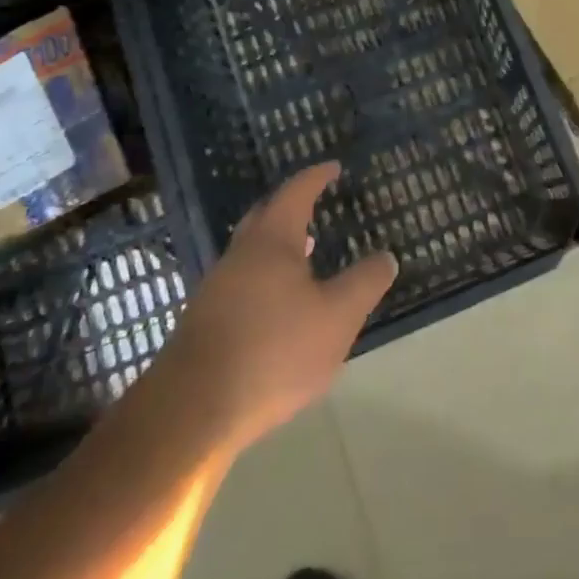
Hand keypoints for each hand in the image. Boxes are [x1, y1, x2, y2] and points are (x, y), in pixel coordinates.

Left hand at [171, 163, 396, 450]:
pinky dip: (264, 279)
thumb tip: (386, 256)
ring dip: (277, 247)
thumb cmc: (273, 351)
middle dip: (290, 207)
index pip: (295, 194)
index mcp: (271, 242)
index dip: (316, 178)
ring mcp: (215, 290)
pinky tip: (279, 307)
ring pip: (250, 254)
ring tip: (304, 256)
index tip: (333, 167)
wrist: (192, 411)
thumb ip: (364, 283)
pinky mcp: (203, 325)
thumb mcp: (337, 317)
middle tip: (313, 205)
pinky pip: (240, 284)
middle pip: (264, 218)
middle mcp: (239, 256)